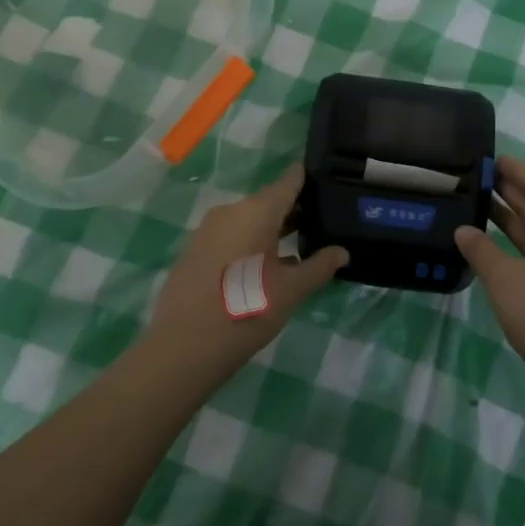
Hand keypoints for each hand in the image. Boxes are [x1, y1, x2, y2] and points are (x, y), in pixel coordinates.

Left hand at [141, 165, 347, 391]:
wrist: (183, 347)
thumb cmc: (246, 311)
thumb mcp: (291, 291)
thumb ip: (319, 267)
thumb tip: (342, 252)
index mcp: (257, 211)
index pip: (290, 180)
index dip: (310, 178)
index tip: (330, 183)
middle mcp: (231, 211)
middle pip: (269, 201)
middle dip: (295, 211)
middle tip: (322, 225)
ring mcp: (208, 229)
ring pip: (249, 220)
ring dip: (272, 231)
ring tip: (298, 249)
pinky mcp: (195, 249)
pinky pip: (230, 236)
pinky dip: (250, 244)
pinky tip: (263, 269)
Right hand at [454, 155, 524, 394]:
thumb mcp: (504, 279)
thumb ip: (481, 250)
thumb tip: (463, 230)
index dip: (517, 171)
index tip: (493, 159)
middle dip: (513, 192)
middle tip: (480, 178)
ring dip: (513, 218)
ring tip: (481, 204)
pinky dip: (517, 243)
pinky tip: (494, 245)